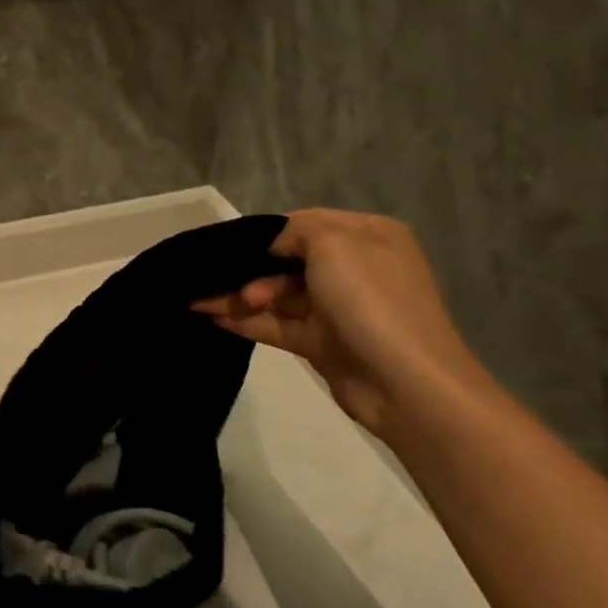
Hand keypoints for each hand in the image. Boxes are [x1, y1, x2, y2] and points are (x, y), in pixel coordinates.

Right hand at [191, 210, 494, 435]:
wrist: (405, 383)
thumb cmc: (370, 299)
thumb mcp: (332, 243)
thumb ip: (293, 231)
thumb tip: (272, 248)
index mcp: (367, 235)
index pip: (306, 224)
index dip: (267, 233)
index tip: (228, 244)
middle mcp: (354, 268)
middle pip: (287, 260)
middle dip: (251, 269)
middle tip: (222, 281)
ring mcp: (338, 308)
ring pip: (278, 294)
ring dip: (241, 295)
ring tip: (202, 301)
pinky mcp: (323, 343)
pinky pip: (277, 324)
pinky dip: (246, 320)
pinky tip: (211, 316)